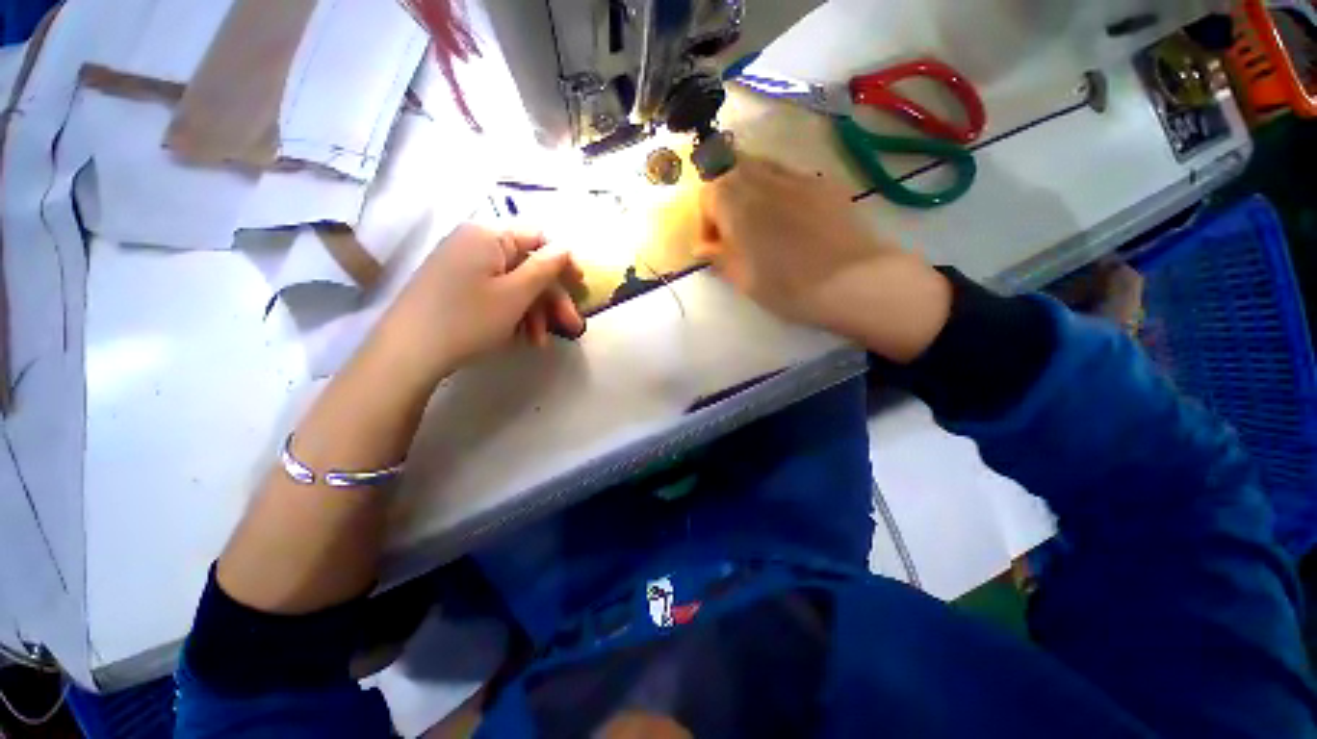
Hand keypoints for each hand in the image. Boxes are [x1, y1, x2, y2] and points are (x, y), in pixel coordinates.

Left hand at [366, 224, 584, 390]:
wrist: (407, 354)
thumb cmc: (468, 319)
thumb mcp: (516, 294)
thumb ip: (545, 267)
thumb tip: (566, 247)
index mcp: (488, 236)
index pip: (538, 238)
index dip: (563, 262)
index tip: (581, 288)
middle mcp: (475, 244)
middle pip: (527, 266)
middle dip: (551, 299)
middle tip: (571, 326)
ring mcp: (463, 267)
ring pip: (513, 285)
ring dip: (534, 313)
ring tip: (541, 342)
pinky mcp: (455, 288)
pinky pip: (495, 295)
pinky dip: (513, 315)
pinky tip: (522, 338)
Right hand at [695, 155, 951, 362]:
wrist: (851, 280)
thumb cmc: (787, 286)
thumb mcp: (743, 280)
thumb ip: (719, 257)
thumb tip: (702, 247)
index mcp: (737, 203)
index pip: (708, 195)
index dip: (706, 221)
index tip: (715, 247)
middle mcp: (763, 179)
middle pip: (732, 172)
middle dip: (725, 198)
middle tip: (734, 231)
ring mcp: (796, 176)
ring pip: (761, 167)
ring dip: (751, 190)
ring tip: (760, 222)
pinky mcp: (823, 183)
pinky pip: (790, 176)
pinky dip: (779, 190)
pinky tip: (791, 219)